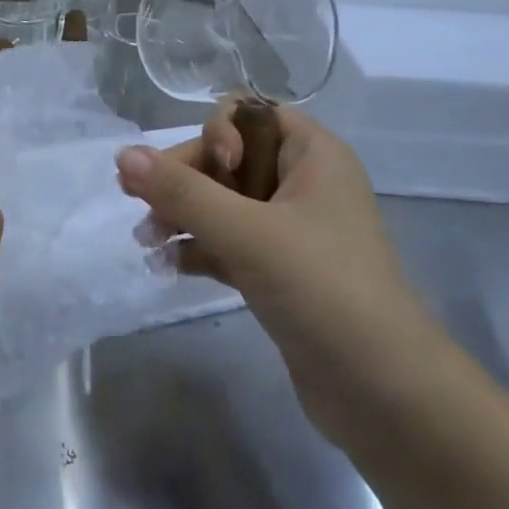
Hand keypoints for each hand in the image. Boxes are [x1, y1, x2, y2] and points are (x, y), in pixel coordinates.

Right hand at [115, 105, 442, 450]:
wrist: (384, 393)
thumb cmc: (322, 288)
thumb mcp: (247, 232)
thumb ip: (182, 191)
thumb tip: (123, 155)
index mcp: (313, 154)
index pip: (250, 115)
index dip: (219, 133)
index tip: (212, 171)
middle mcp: (303, 183)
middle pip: (227, 158)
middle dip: (184, 180)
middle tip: (145, 209)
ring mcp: (291, 230)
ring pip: (223, 203)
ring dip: (182, 215)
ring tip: (147, 243)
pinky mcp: (279, 272)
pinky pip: (229, 242)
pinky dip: (199, 249)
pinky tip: (167, 267)